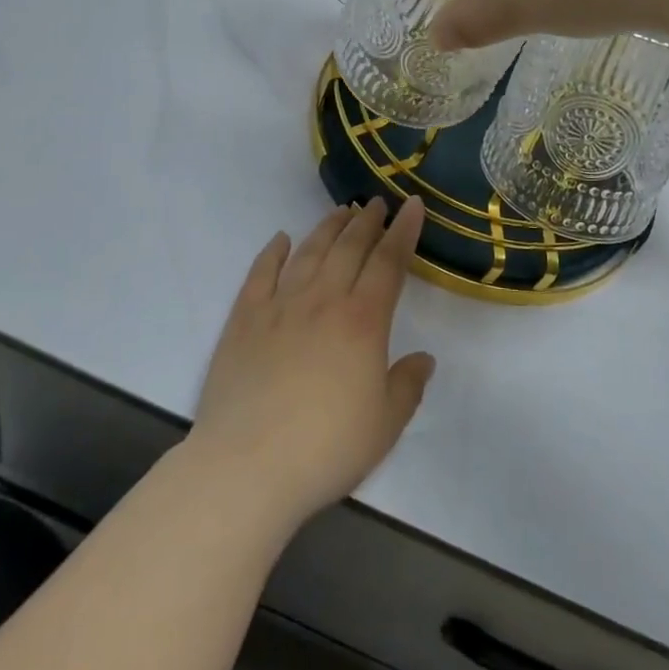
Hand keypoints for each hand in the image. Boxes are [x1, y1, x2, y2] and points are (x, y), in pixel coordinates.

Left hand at [190, 199, 434, 528]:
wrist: (247, 466)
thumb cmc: (326, 448)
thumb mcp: (384, 425)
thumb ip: (407, 386)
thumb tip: (423, 358)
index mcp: (363, 321)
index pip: (389, 262)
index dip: (403, 231)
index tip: (413, 205)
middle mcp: (323, 300)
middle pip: (349, 247)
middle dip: (367, 221)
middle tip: (377, 203)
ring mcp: (280, 305)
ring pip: (309, 251)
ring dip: (328, 227)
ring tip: (341, 211)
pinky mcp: (245, 318)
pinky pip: (261, 272)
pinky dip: (273, 251)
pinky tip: (281, 240)